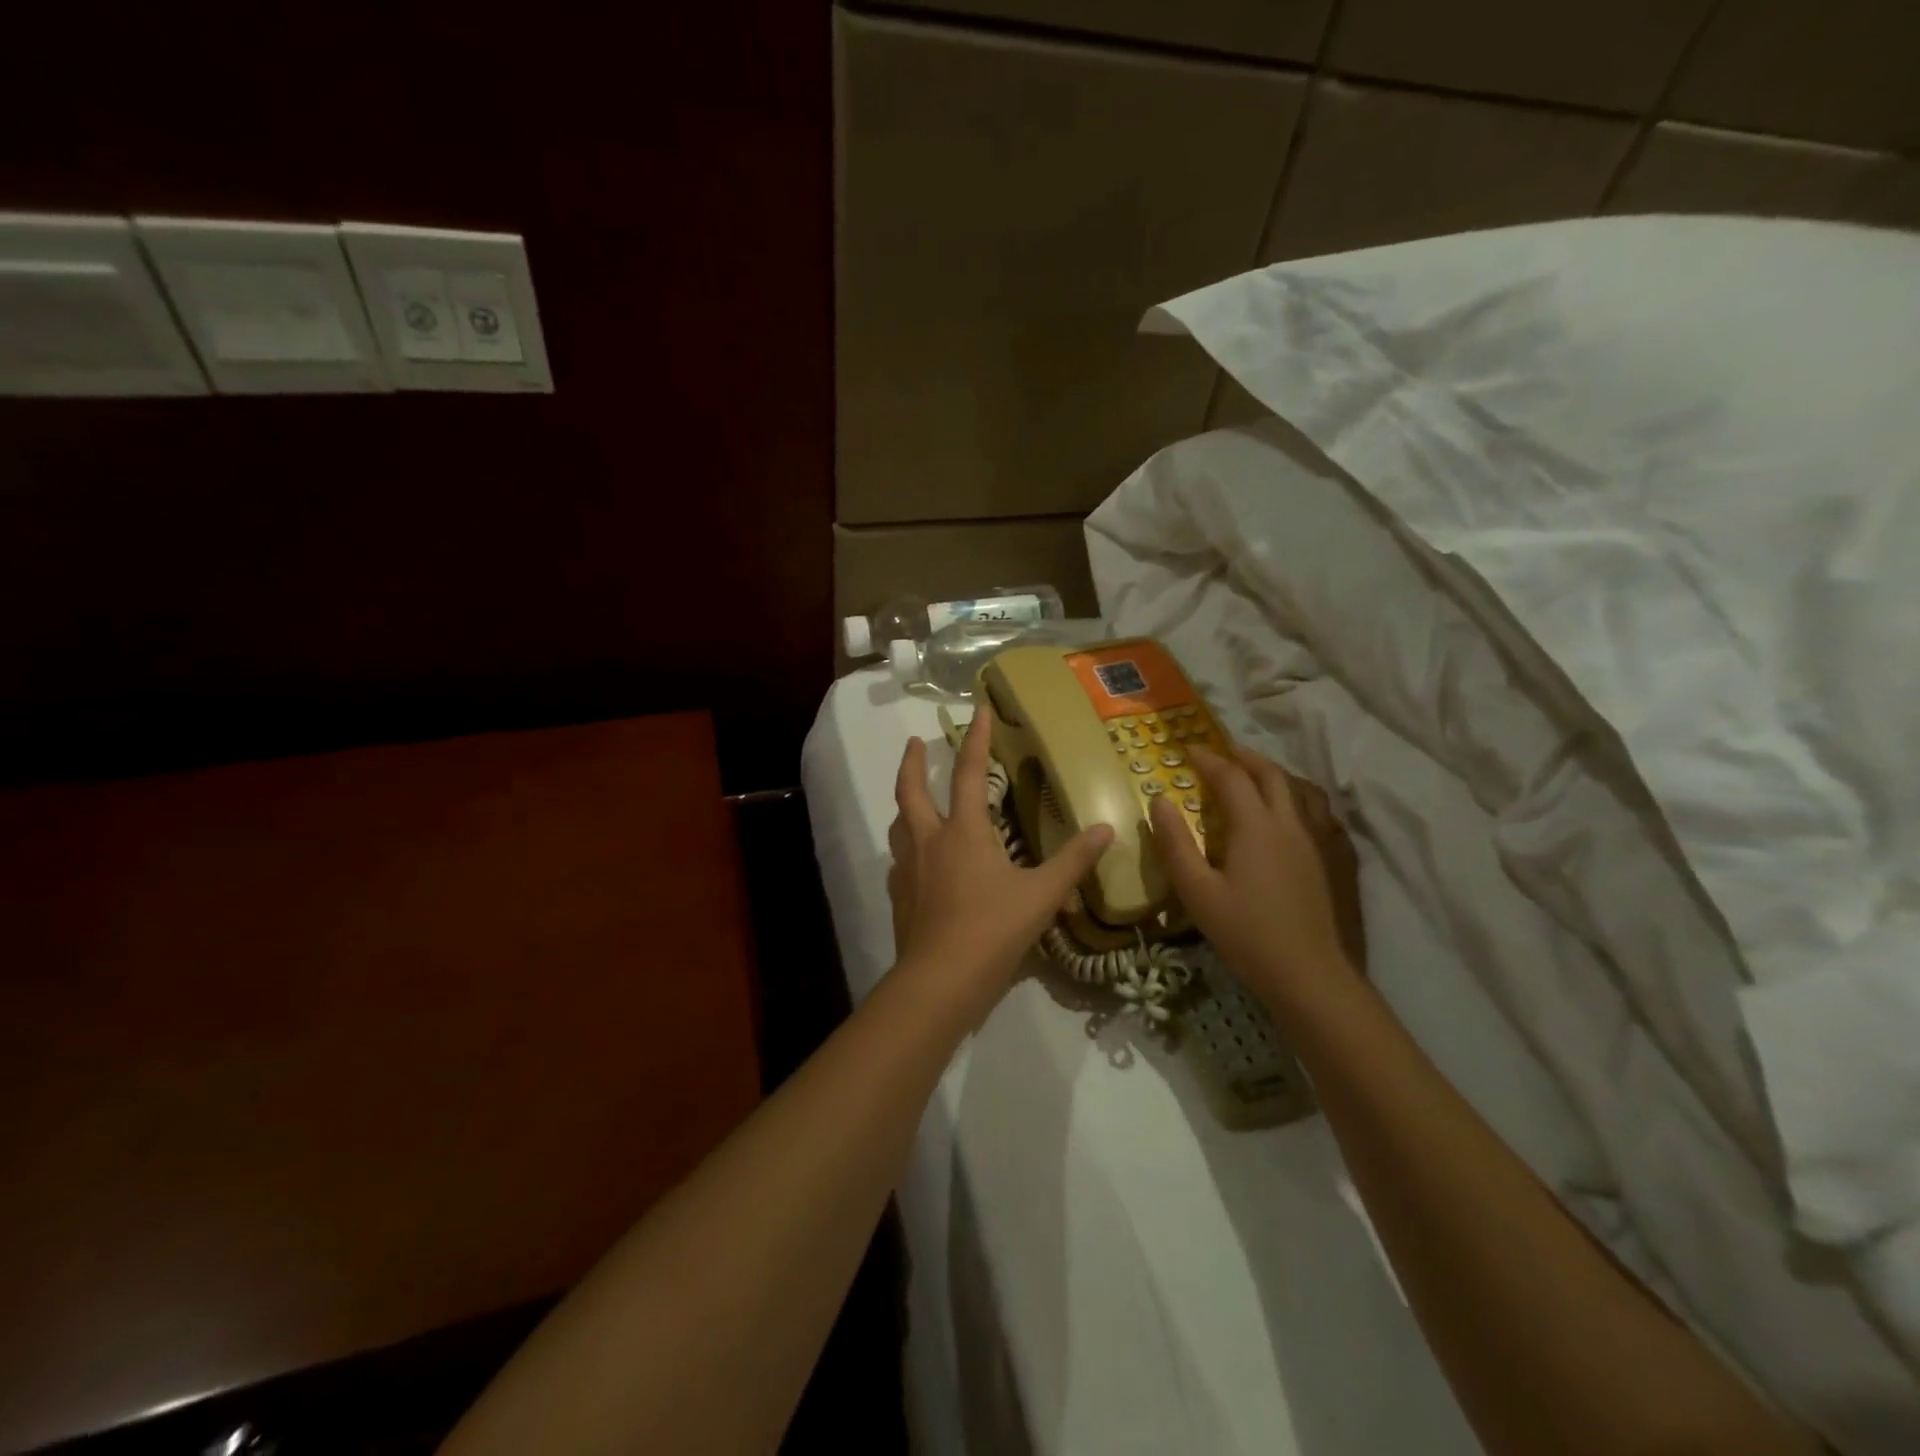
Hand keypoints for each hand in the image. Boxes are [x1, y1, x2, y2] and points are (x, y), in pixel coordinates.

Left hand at [888, 708, 1112, 998]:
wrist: (939, 981)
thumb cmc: (992, 930)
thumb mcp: (1041, 895)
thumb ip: (1073, 861)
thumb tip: (1105, 829)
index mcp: (962, 831)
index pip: (967, 772)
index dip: (975, 739)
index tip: (977, 709)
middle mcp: (928, 841)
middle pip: (911, 790)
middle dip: (912, 762)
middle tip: (914, 742)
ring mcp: (907, 869)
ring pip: (898, 824)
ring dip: (905, 803)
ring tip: (913, 797)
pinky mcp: (899, 897)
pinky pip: (899, 860)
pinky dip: (906, 848)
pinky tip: (916, 860)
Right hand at [1149, 743, 1364, 1011]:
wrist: (1313, 977)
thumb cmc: (1248, 935)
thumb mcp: (1197, 892)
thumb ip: (1175, 843)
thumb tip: (1158, 801)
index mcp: (1256, 825)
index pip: (1230, 777)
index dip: (1208, 759)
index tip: (1189, 750)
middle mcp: (1293, 822)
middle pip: (1272, 774)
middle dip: (1245, 757)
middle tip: (1224, 754)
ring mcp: (1323, 840)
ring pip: (1304, 790)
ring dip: (1278, 775)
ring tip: (1260, 777)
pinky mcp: (1341, 861)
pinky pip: (1324, 815)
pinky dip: (1304, 801)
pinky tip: (1298, 817)